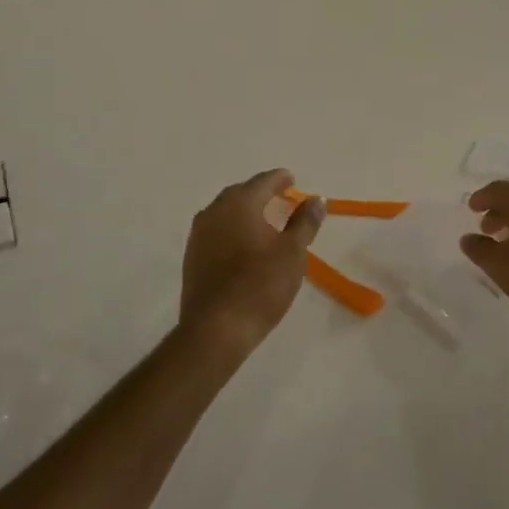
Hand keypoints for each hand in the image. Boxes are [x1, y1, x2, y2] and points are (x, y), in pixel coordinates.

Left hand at [180, 169, 324, 355]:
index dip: (279, 179)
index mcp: (239, 204)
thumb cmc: (261, 285)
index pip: (262, 182)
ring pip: (225, 212)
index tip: (292, 180)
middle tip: (280, 197)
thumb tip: (315, 200)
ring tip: (264, 219)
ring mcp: (199, 235)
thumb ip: (305, 222)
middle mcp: (214, 212)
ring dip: (244, 211)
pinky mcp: (192, 257)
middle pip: (240, 193)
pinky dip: (233, 229)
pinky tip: (244, 243)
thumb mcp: (293, 252)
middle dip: (260, 192)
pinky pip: (216, 231)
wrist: (217, 328)